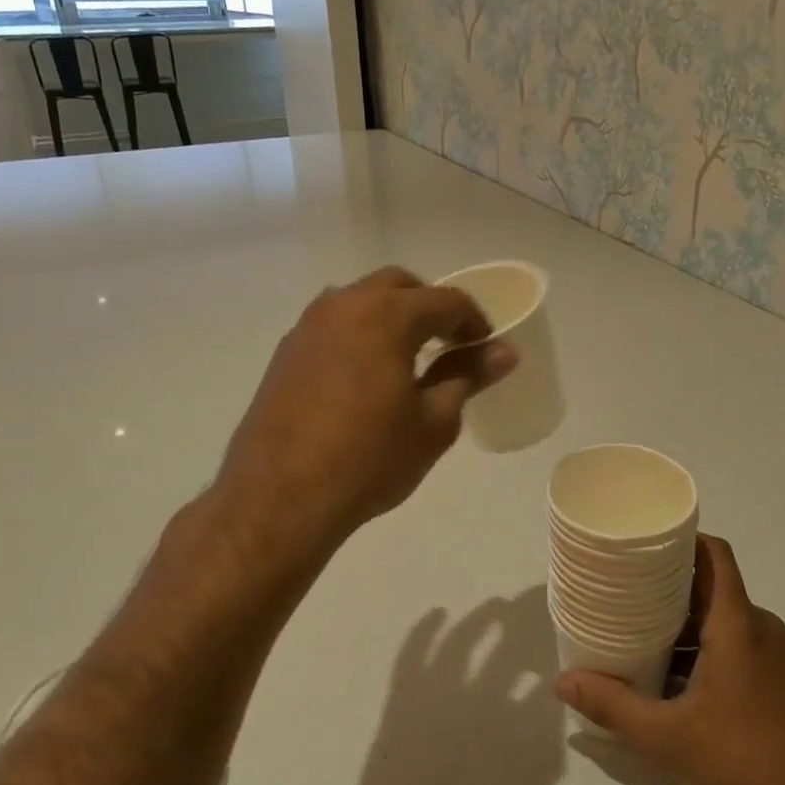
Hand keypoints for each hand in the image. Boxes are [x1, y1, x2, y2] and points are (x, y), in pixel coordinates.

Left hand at [215, 267, 516, 546]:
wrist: (280, 497)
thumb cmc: (370, 459)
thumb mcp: (433, 421)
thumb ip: (467, 376)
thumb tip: (504, 352)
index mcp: (387, 314)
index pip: (447, 300)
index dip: (475, 321)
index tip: (486, 349)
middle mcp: (344, 305)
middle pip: (400, 286)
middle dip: (431, 308)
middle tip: (450, 346)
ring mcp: (308, 325)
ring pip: (361, 300)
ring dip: (392, 316)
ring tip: (408, 360)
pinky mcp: (286, 351)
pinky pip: (334, 324)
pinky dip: (360, 334)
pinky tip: (366, 377)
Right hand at [555, 535, 784, 784]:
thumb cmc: (741, 759)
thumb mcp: (665, 737)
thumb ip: (612, 706)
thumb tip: (563, 681)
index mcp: (736, 623)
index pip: (714, 555)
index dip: (682, 538)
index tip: (645, 540)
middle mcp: (757, 626)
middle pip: (710, 584)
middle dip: (667, 581)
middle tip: (623, 585)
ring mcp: (769, 651)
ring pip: (719, 615)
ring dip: (681, 618)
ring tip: (635, 626)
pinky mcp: (773, 675)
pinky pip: (731, 639)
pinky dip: (699, 643)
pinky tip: (667, 670)